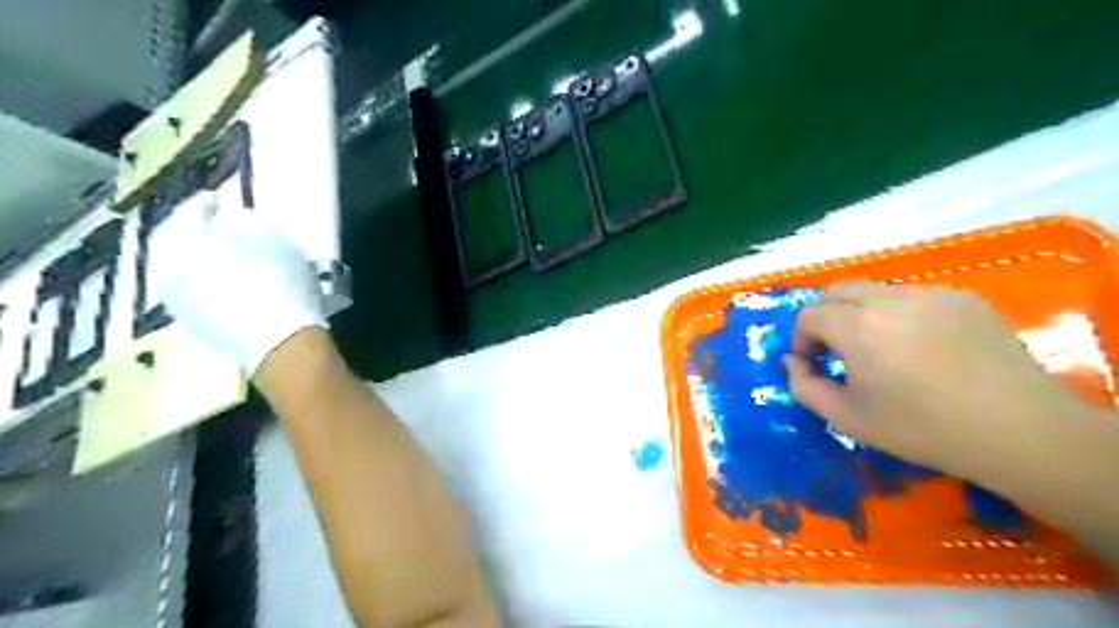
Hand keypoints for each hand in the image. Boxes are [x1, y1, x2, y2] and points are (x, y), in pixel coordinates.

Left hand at [155, 192, 329, 375]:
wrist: (282, 343)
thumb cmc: (277, 283)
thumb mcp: (269, 239)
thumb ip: (243, 221)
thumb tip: (229, 219)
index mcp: (181, 248)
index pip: (185, 215)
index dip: (202, 205)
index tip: (218, 198)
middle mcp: (170, 276)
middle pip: (178, 246)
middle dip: (198, 235)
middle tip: (219, 227)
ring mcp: (183, 306)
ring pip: (186, 274)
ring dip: (204, 261)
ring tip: (229, 256)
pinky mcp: (201, 329)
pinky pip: (200, 296)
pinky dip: (212, 284)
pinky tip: (234, 285)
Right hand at [780, 283, 1088, 483]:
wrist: (1019, 431)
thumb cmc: (923, 429)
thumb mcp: (848, 417)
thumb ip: (804, 386)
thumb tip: (792, 361)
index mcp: (857, 326)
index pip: (809, 314)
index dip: (801, 339)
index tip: (814, 365)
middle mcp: (889, 298)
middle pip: (836, 291)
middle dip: (824, 318)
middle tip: (837, 352)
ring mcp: (930, 293)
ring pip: (873, 289)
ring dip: (859, 313)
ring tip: (877, 348)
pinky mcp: (962, 297)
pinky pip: (910, 294)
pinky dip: (896, 312)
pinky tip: (917, 345)